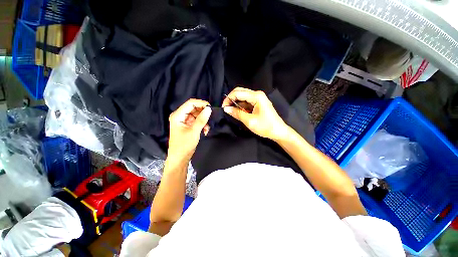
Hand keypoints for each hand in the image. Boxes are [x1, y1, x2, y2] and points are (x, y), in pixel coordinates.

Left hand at [168, 99, 211, 162]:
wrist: (180, 158)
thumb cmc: (184, 145)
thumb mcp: (194, 131)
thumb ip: (202, 119)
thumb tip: (209, 109)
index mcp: (178, 115)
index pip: (190, 103)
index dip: (201, 103)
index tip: (210, 108)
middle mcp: (180, 116)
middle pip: (194, 108)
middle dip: (203, 112)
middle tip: (210, 118)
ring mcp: (184, 120)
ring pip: (197, 114)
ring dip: (204, 119)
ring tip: (207, 127)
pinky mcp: (188, 125)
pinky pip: (197, 120)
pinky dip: (202, 124)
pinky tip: (205, 130)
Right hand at [222, 87, 289, 140]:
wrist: (278, 131)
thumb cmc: (265, 127)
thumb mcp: (249, 121)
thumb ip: (237, 113)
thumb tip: (226, 109)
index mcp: (256, 96)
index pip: (238, 93)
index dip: (228, 99)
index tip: (223, 108)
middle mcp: (257, 94)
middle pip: (240, 92)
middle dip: (231, 99)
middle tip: (226, 108)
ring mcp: (258, 98)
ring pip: (243, 96)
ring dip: (235, 103)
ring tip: (231, 111)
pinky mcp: (258, 103)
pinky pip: (246, 101)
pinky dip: (241, 106)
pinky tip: (238, 111)